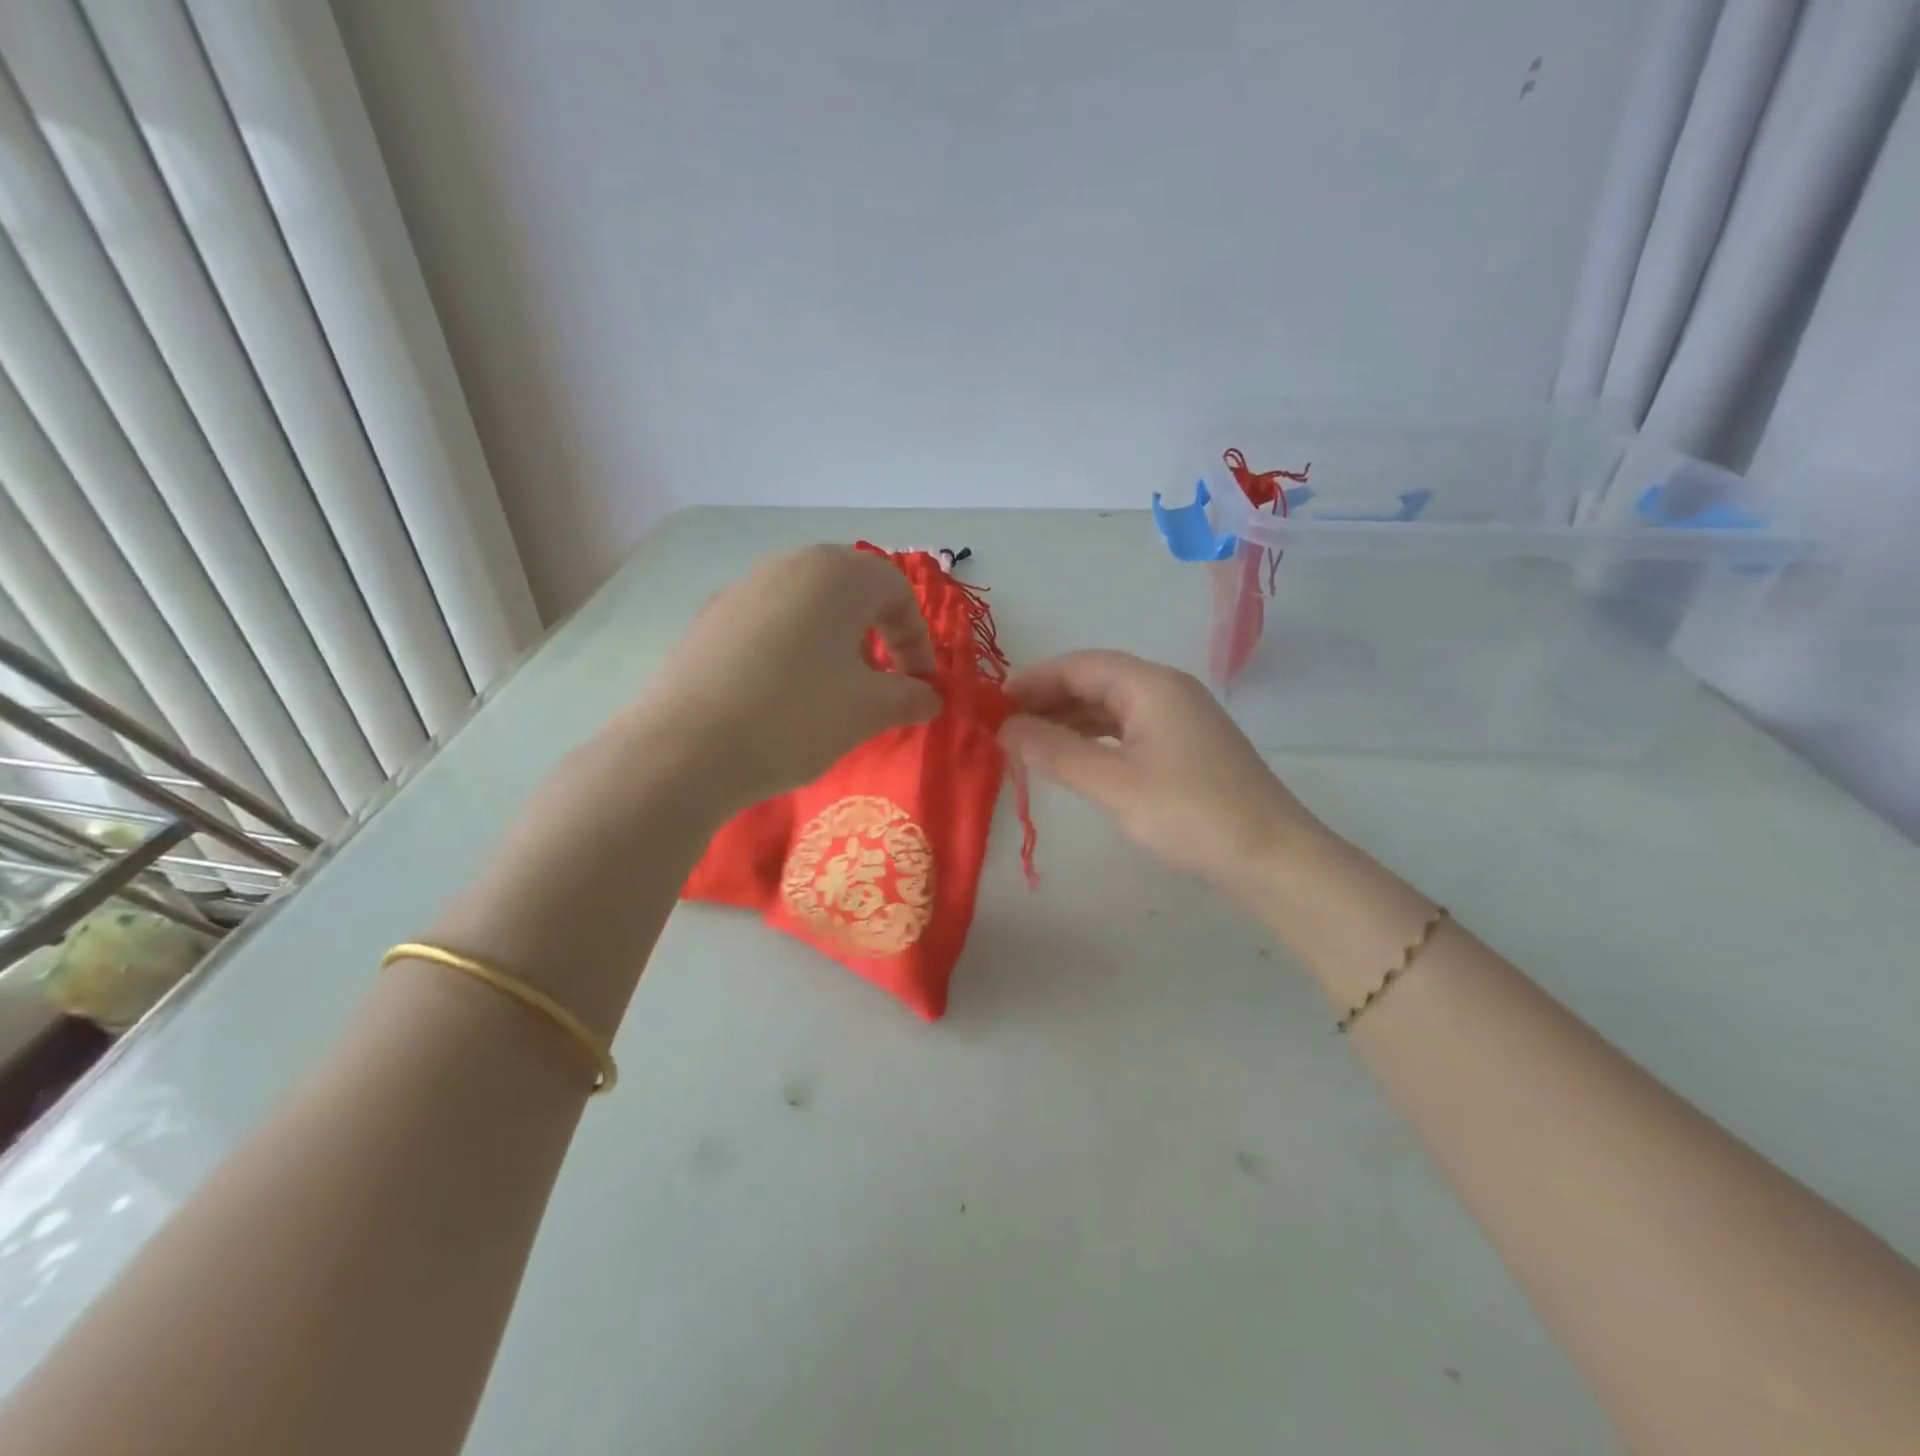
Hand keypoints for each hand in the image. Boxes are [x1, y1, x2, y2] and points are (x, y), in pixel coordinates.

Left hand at [626, 545, 941, 809]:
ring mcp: (742, 587)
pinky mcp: (708, 618)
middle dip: (875, 635)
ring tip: (830, 690)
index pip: (897, 591)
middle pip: (849, 590)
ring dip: (832, 641)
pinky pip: (768, 622)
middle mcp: (789, 564)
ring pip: (806, 604)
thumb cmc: (796, 717)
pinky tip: (779, 694)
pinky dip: (790, 648)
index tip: (918, 685)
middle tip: (877, 682)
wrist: (685, 748)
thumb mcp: (869, 711)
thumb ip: (910, 697)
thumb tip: (929, 697)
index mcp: (837, 574)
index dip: (917, 639)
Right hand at [1001, 650, 1328, 902]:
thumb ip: (1055, 752)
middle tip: (1003, 729)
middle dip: (1047, 700)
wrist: (1273, 859)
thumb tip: (1004, 727)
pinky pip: (1127, 729)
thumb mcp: (1113, 784)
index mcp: (1150, 685)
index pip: (1079, 665)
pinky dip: (1094, 739)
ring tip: (1028, 744)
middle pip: (1095, 681)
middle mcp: (1166, 690)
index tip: (992, 705)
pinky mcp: (1186, 748)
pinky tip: (1073, 759)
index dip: (1032, 680)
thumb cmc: (1190, 815)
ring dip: (1068, 720)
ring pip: (1110, 706)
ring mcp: (1180, 719)